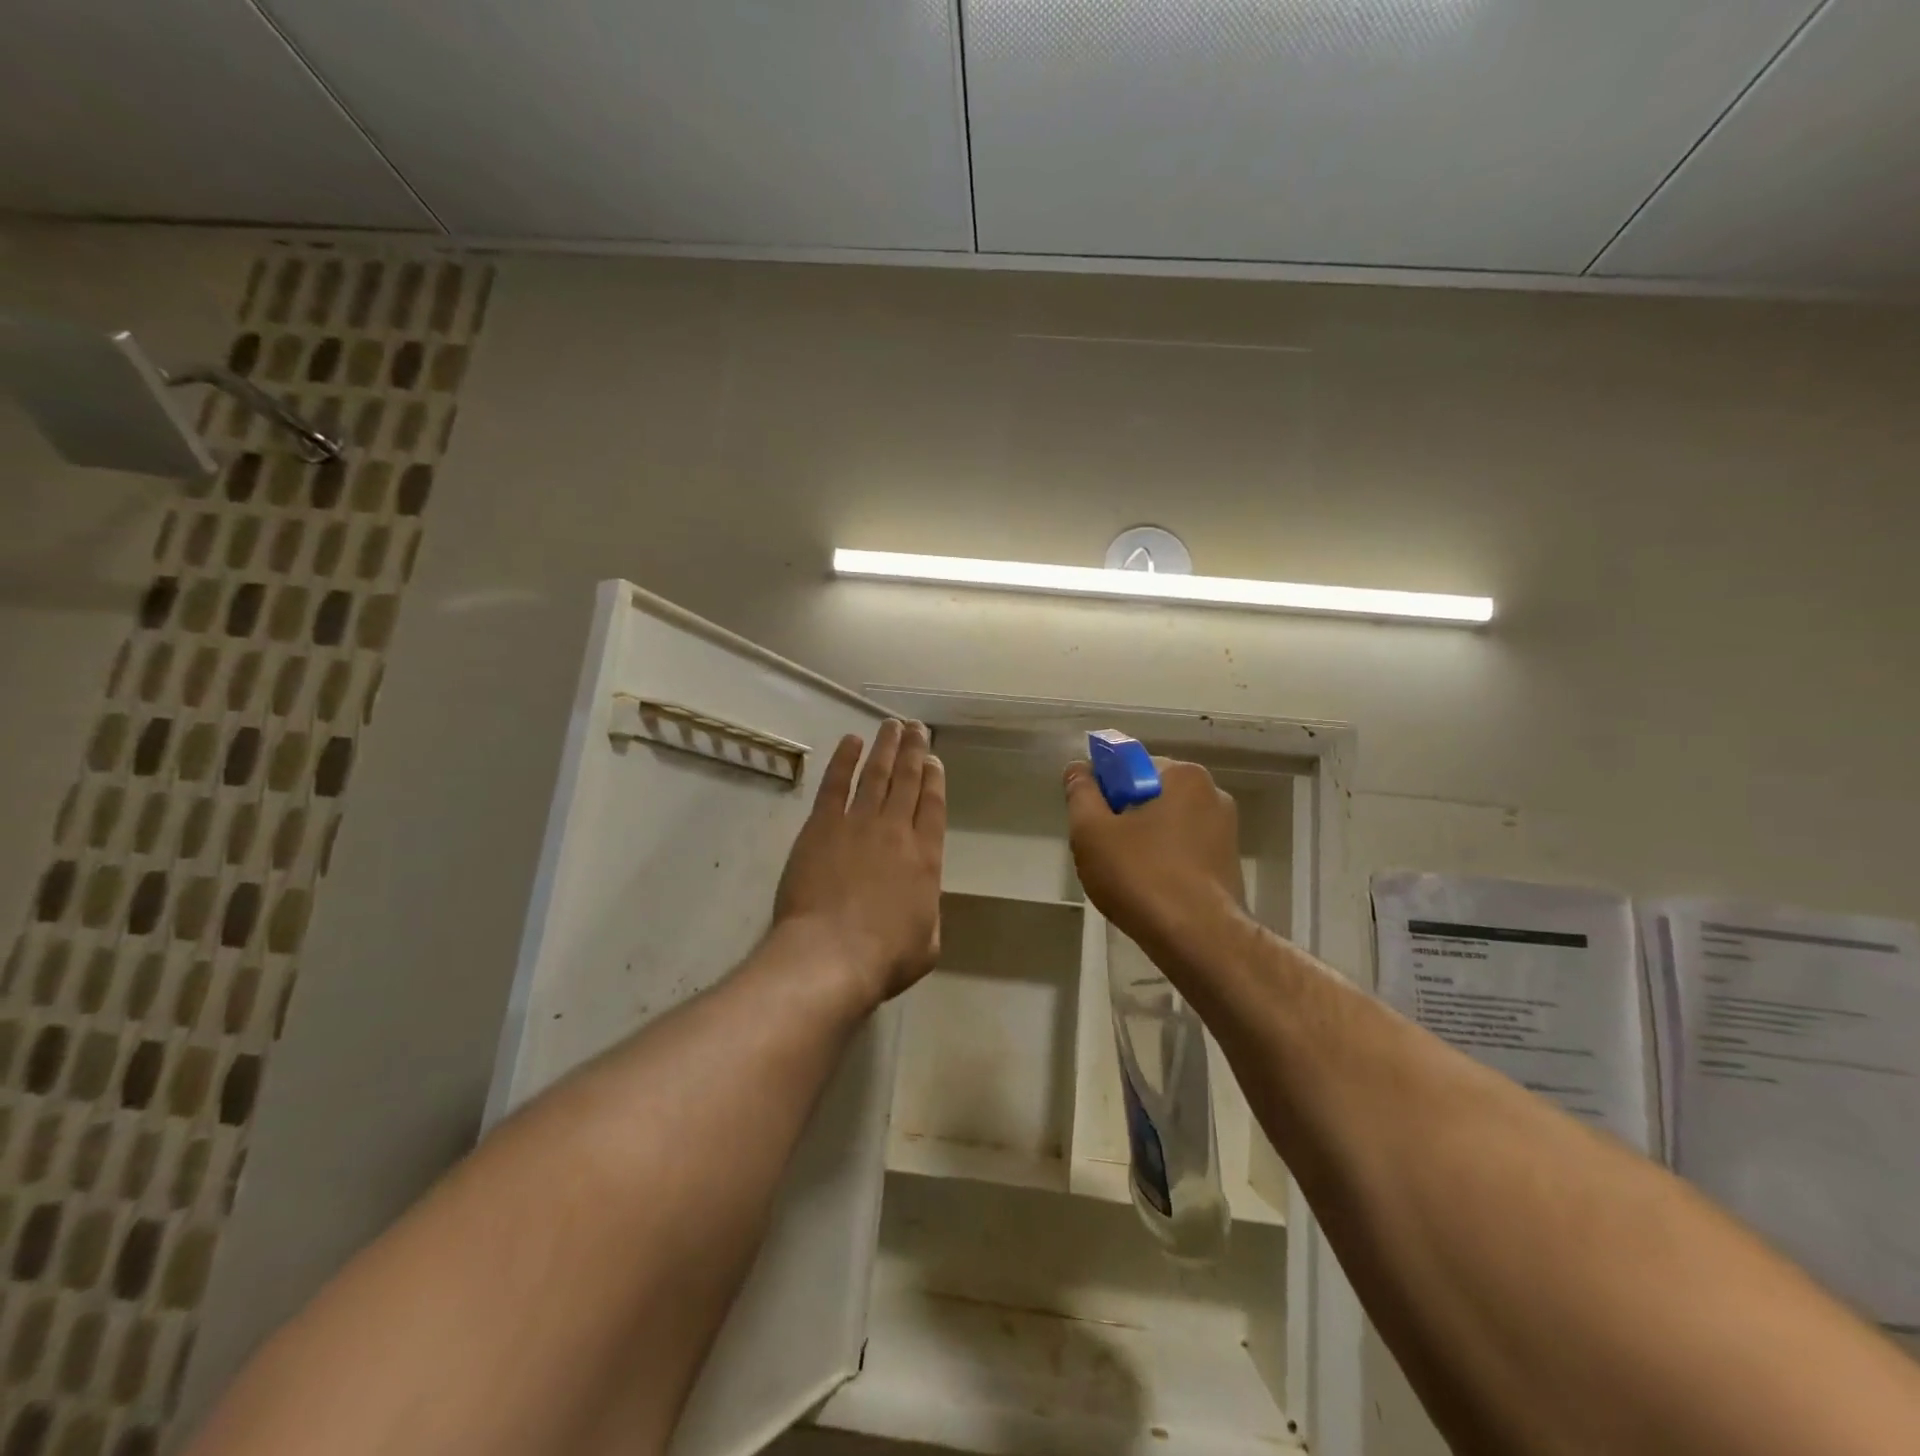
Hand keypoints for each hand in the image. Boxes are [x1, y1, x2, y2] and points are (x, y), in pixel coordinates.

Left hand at [774, 719, 944, 1008]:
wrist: (832, 954)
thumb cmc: (884, 957)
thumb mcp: (927, 942)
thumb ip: (928, 912)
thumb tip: (921, 900)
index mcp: (926, 857)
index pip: (933, 806)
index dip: (934, 779)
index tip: (934, 759)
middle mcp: (896, 831)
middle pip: (907, 781)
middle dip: (914, 751)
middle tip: (917, 728)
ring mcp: (858, 824)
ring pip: (876, 774)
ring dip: (885, 747)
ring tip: (892, 725)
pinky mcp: (822, 826)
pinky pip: (835, 784)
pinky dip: (844, 759)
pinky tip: (851, 741)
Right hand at [1064, 755, 1246, 962]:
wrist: (1198, 939)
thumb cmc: (1141, 875)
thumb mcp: (1092, 831)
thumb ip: (1080, 793)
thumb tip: (1077, 768)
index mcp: (1183, 775)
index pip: (1129, 764)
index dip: (1101, 788)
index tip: (1088, 820)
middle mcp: (1211, 793)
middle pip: (1147, 794)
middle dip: (1121, 816)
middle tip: (1100, 850)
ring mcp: (1225, 830)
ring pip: (1164, 824)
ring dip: (1140, 840)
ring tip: (1122, 876)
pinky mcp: (1228, 863)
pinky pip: (1182, 849)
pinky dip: (1162, 861)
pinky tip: (1147, 889)